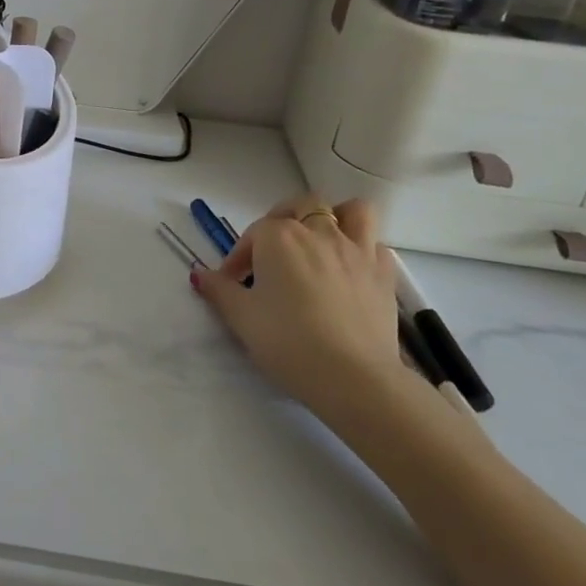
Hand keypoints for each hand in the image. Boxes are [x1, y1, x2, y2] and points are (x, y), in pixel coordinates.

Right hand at [191, 194, 403, 418]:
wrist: (354, 378)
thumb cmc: (288, 342)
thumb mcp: (241, 318)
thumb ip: (219, 290)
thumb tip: (200, 274)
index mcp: (278, 237)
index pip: (251, 235)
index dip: (238, 259)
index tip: (232, 284)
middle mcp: (318, 232)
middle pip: (301, 207)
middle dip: (283, 221)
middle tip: (273, 253)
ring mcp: (357, 250)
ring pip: (351, 211)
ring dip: (336, 218)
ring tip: (322, 242)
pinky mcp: (384, 274)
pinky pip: (375, 245)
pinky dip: (363, 250)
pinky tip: (351, 271)